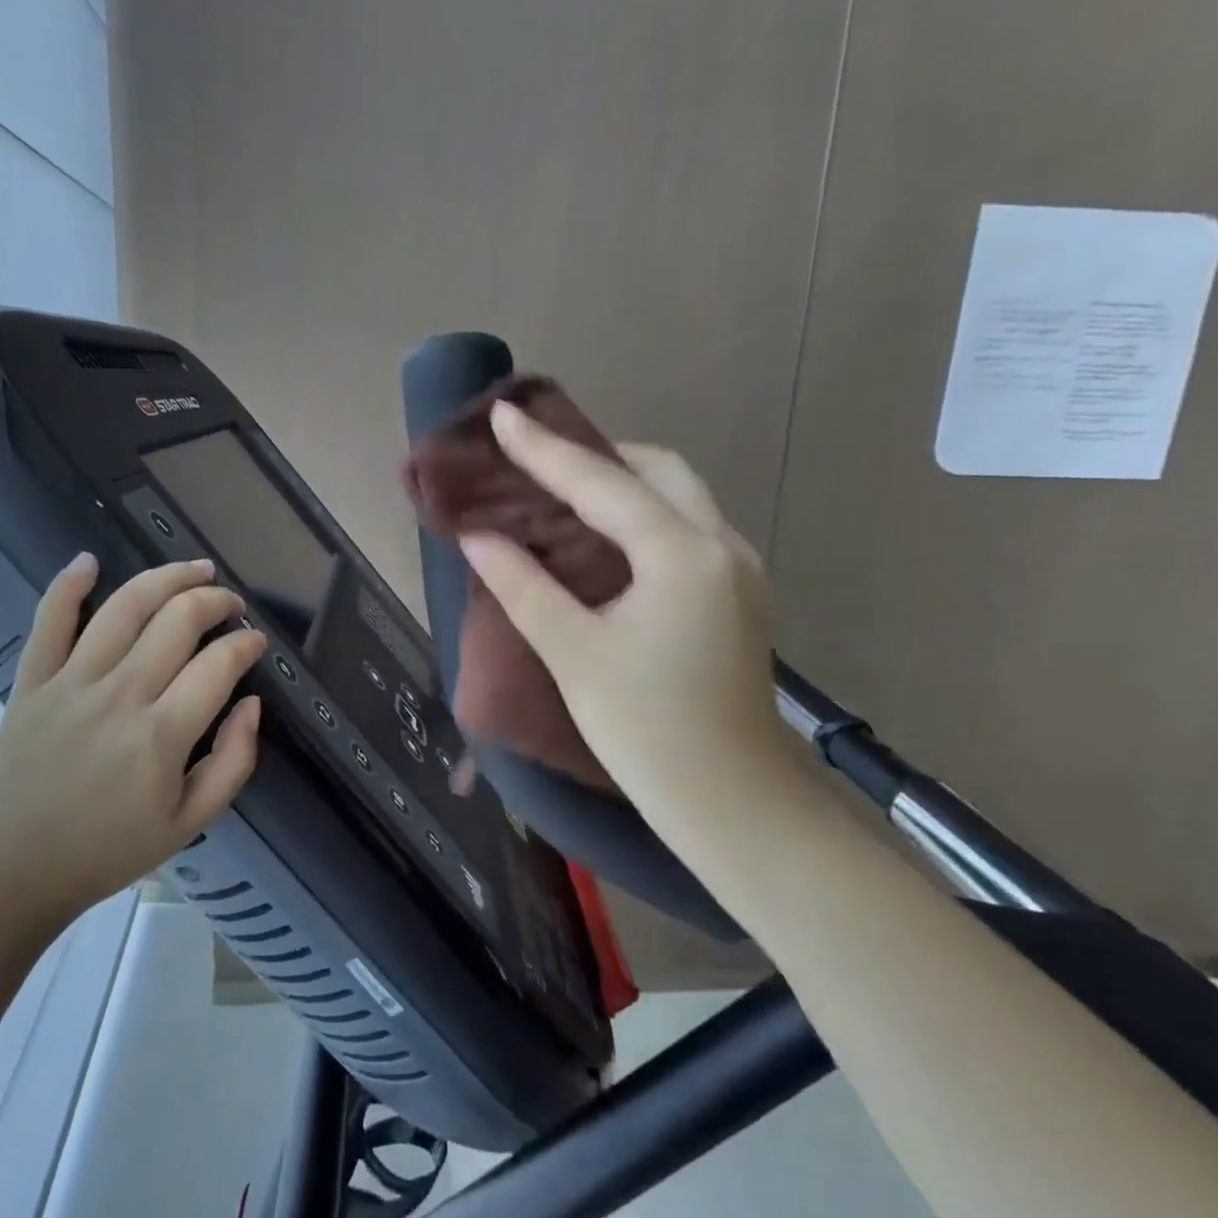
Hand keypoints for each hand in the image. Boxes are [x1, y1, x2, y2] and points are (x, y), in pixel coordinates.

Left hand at [0, 555, 267, 941]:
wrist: (13, 873)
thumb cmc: (109, 851)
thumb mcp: (191, 823)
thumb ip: (234, 762)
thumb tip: (251, 704)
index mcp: (161, 735)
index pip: (218, 664)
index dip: (246, 644)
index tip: (256, 643)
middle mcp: (119, 695)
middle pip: (177, 620)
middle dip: (215, 600)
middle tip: (231, 604)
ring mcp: (69, 683)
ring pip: (124, 608)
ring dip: (166, 578)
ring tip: (194, 569)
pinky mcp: (31, 683)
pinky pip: (49, 621)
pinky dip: (67, 585)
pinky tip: (89, 560)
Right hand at [459, 401, 793, 841]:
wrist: (733, 803)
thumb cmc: (647, 730)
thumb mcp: (574, 653)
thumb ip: (523, 586)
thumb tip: (478, 537)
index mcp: (681, 554)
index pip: (601, 483)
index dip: (544, 449)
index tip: (502, 413)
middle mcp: (721, 545)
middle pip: (657, 470)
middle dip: (597, 453)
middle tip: (539, 458)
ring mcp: (738, 569)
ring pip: (679, 496)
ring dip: (624, 482)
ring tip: (565, 489)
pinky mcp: (738, 594)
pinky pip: (687, 527)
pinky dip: (644, 514)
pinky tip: (607, 536)